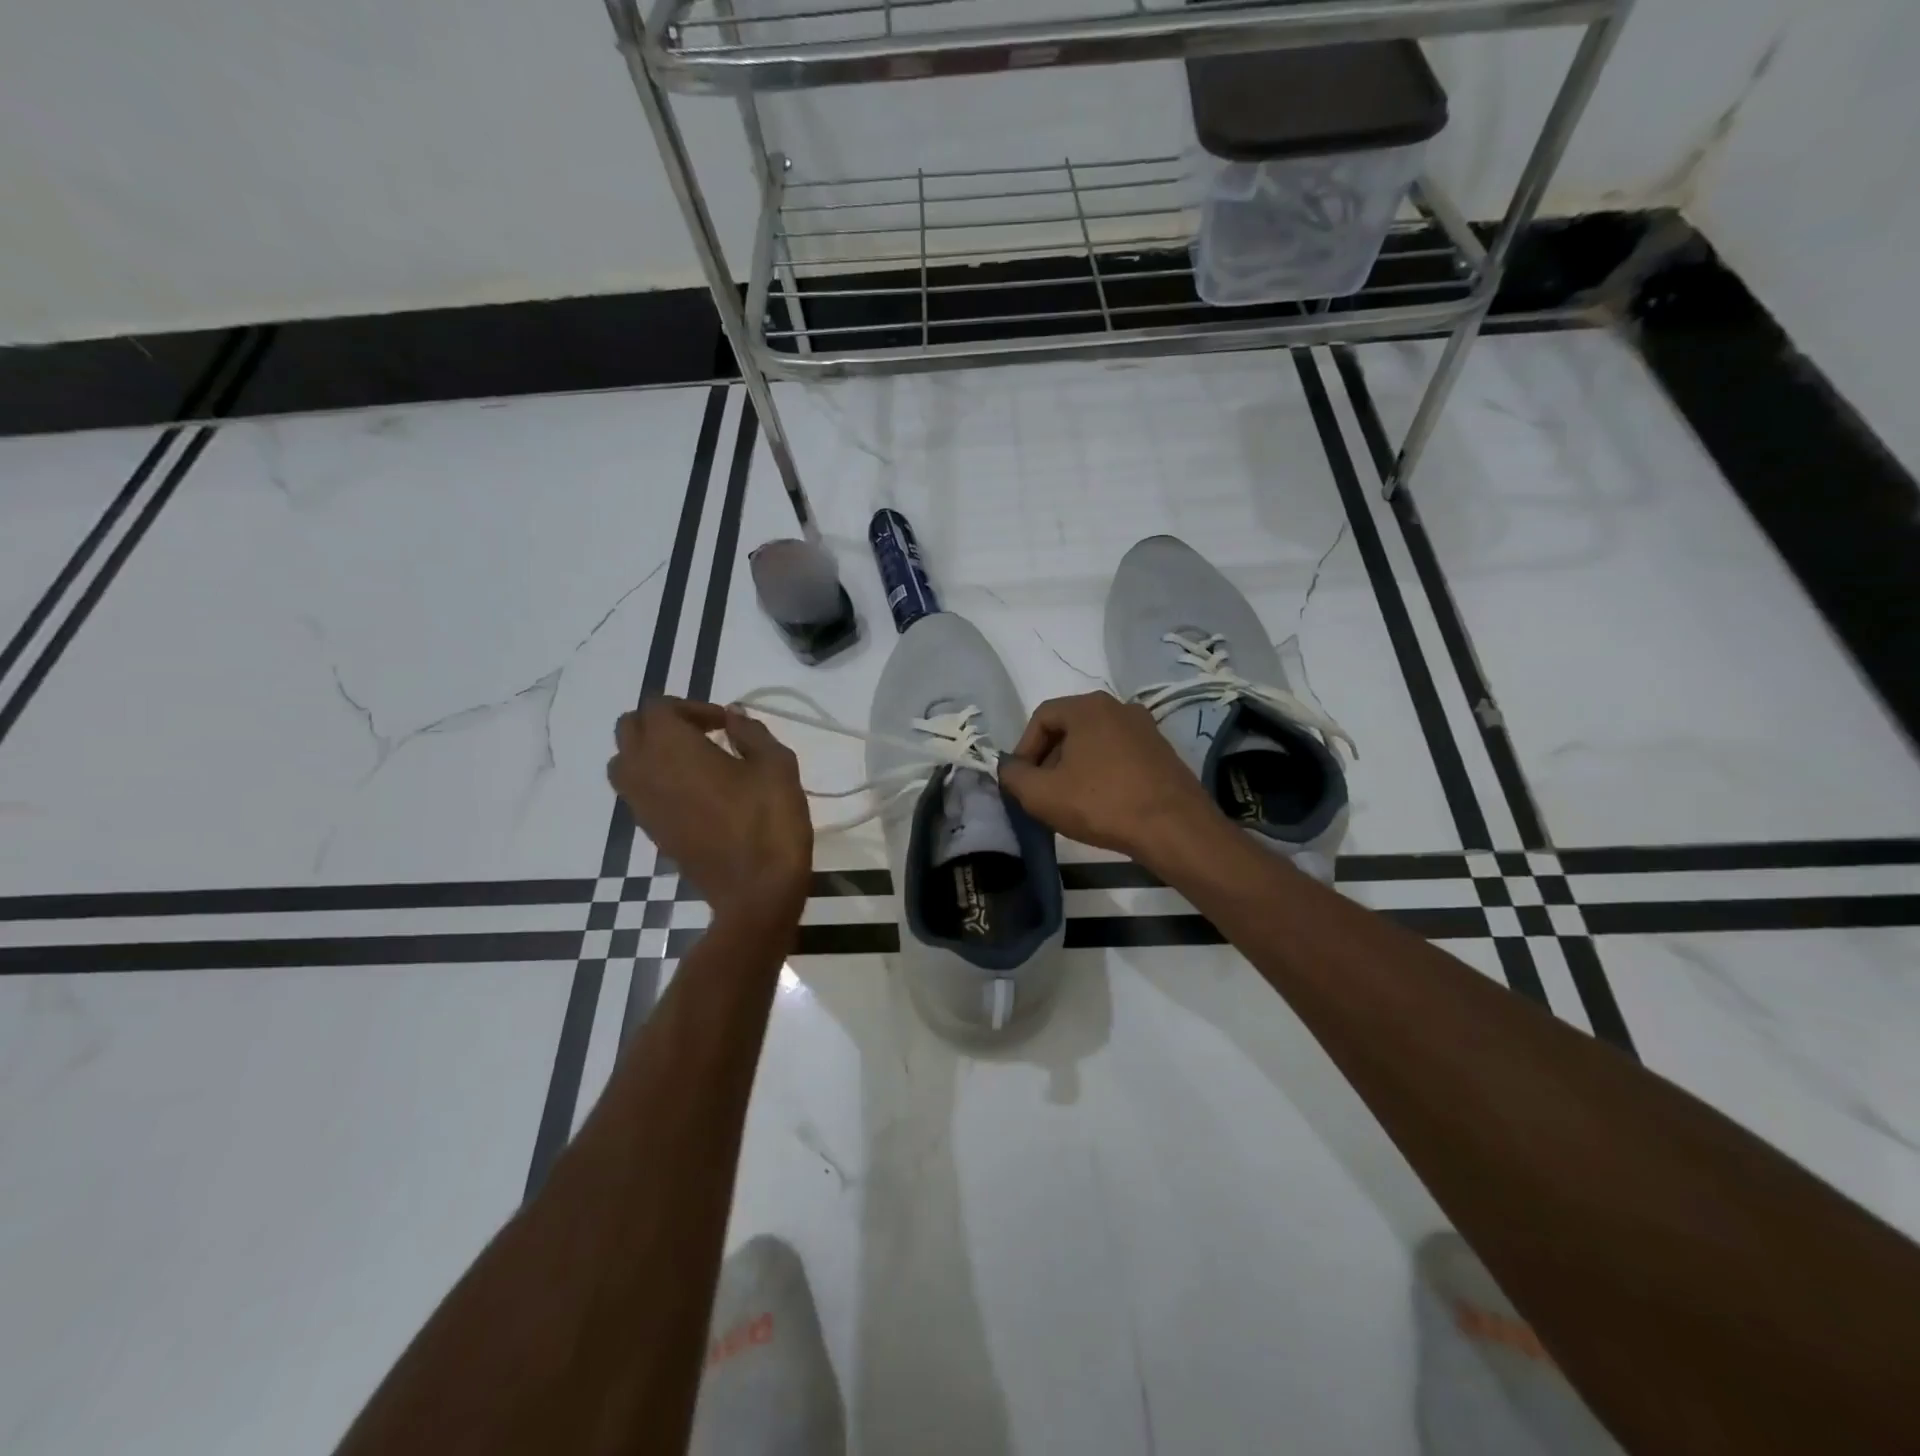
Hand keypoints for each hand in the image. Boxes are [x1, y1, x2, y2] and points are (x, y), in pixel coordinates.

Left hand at [607, 699, 811, 925]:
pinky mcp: (650, 831)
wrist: (755, 890)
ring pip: (625, 762)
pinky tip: (695, 793)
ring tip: (694, 762)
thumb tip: (733, 717)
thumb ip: (751, 733)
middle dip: (663, 723)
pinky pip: (637, 792)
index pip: (659, 707)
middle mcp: (644, 770)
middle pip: (630, 729)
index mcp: (672, 747)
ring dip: (652, 752)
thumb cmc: (769, 820)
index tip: (725, 724)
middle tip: (704, 734)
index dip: (692, 706)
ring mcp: (642, 805)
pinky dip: (656, 780)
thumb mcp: (776, 765)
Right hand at [997, 692, 1220, 864]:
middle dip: (1049, 759)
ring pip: (1095, 743)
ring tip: (1070, 802)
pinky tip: (1101, 804)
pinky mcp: (1162, 752)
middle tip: (1042, 792)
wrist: (1175, 828)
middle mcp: (1119, 707)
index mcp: (1089, 707)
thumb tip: (1009, 769)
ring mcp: (1146, 729)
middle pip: (1069, 728)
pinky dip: (1102, 773)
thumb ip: (1014, 776)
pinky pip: (1119, 756)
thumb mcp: (1042, 795)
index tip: (1022, 780)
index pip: (1042, 717)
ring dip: (1075, 768)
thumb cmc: (1102, 804)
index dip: (1024, 748)